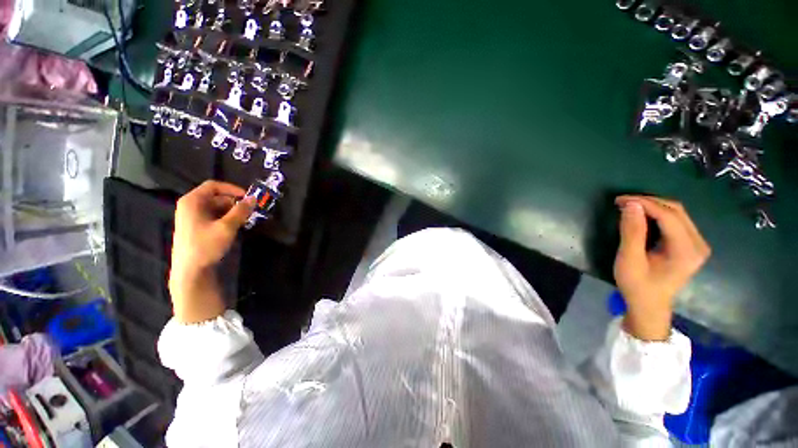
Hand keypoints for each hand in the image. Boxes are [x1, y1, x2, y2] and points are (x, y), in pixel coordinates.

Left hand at [171, 181, 255, 273]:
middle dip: (234, 203)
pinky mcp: (196, 227)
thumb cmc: (205, 245)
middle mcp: (190, 206)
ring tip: (244, 221)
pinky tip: (234, 227)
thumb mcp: (226, 227)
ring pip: (216, 208)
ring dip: (232, 212)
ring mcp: (192, 217)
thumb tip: (253, 199)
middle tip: (250, 212)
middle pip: (216, 197)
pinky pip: (213, 216)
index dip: (232, 189)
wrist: (189, 271)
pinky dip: (226, 219)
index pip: (214, 186)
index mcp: (192, 201)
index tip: (248, 197)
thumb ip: (241, 211)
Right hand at [614, 195, 710, 340]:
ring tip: (629, 207)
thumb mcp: (630, 259)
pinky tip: (642, 216)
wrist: (649, 305)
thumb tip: (631, 205)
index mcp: (686, 250)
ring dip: (653, 206)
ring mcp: (697, 244)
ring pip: (677, 213)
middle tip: (622, 202)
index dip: (645, 203)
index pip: (669, 216)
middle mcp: (698, 244)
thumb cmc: (637, 285)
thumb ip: (632, 232)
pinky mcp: (691, 245)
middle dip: (649, 202)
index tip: (620, 200)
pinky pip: (676, 220)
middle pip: (676, 211)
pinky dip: (658, 214)